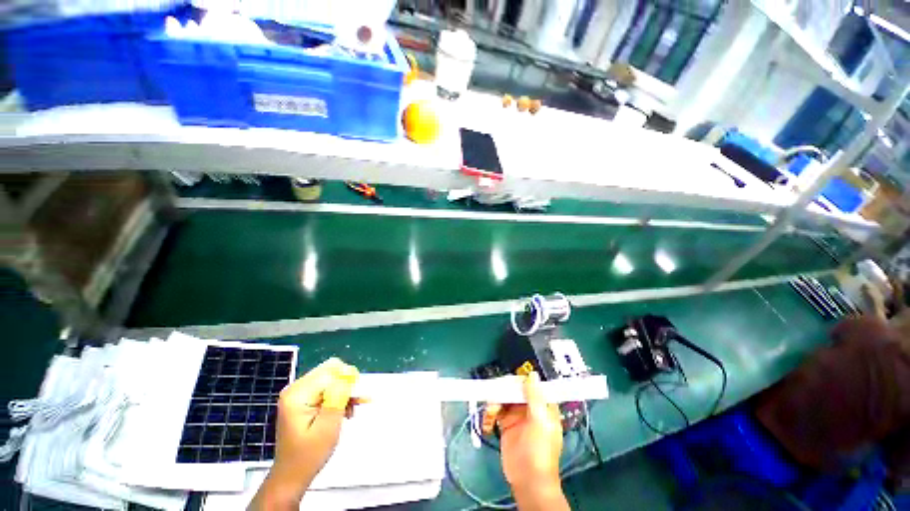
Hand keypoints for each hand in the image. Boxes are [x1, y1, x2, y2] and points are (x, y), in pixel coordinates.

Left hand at [250, 358, 358, 509]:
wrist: (291, 476)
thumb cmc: (309, 455)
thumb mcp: (327, 427)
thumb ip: (337, 397)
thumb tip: (348, 374)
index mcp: (297, 394)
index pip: (330, 371)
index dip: (347, 379)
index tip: (357, 396)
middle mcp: (296, 388)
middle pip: (331, 370)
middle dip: (347, 384)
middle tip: (356, 402)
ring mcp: (299, 393)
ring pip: (332, 378)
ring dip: (345, 392)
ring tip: (352, 411)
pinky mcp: (304, 399)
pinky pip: (328, 388)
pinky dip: (339, 397)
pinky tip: (346, 411)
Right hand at [483, 372, 568, 509]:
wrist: (529, 481)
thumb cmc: (540, 451)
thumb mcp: (540, 422)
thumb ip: (535, 397)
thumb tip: (533, 374)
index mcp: (542, 405)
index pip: (530, 385)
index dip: (518, 380)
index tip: (506, 382)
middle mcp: (529, 407)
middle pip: (514, 389)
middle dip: (502, 390)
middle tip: (493, 394)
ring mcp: (516, 415)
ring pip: (503, 398)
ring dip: (494, 401)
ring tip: (490, 412)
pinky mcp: (505, 424)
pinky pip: (495, 411)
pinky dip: (489, 413)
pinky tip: (487, 422)